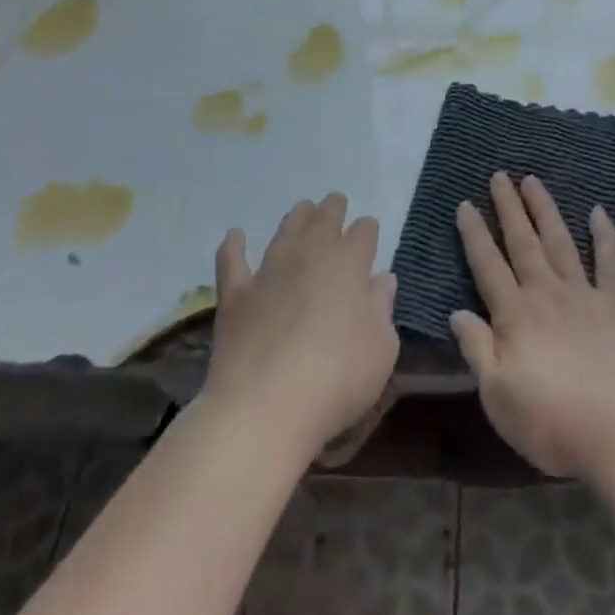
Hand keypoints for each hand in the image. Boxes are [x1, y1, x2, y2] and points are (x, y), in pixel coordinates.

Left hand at [204, 193, 397, 458]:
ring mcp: (270, 270)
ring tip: (303, 210)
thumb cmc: (336, 379)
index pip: (364, 230)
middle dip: (333, 209)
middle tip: (336, 206)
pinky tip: (235, 236)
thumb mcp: (381, 350)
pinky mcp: (236, 294)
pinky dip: (234, 245)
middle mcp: (310, 254)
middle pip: (325, 217)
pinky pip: (232, 259)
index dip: (367, 231)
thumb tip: (381, 280)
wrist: (264, 409)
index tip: (369, 237)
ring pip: (286, 228)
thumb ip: (383, 309)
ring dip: (297, 216)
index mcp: (350, 262)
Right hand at [451, 173, 614, 479]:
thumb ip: (477, 349)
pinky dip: (604, 234)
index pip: (487, 265)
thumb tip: (456, 313)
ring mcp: (583, 294)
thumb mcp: (497, 395)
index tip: (465, 203)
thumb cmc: (551, 421)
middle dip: (508, 207)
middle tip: (499, 175)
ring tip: (533, 180)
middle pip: (522, 242)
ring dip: (545, 209)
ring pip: (559, 241)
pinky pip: (609, 261)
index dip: (474, 234)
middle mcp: (546, 292)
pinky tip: (598, 211)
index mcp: (514, 314)